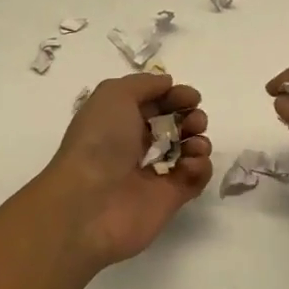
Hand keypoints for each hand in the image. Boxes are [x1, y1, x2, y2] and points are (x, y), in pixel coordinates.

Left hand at [32, 74, 212, 269]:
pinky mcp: (170, 199)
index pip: (155, 103)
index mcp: (119, 121)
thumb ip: (144, 83)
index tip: (191, 97)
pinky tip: (190, 164)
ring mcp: (154, 174)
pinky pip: (194, 179)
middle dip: (191, 117)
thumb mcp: (114, 95)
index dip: (174, 96)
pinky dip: (200, 168)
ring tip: (194, 144)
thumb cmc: (99, 142)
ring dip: (199, 141)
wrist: (88, 204)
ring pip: (188, 151)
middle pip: (174, 126)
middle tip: (194, 121)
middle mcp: (135, 146)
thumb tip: (168, 85)